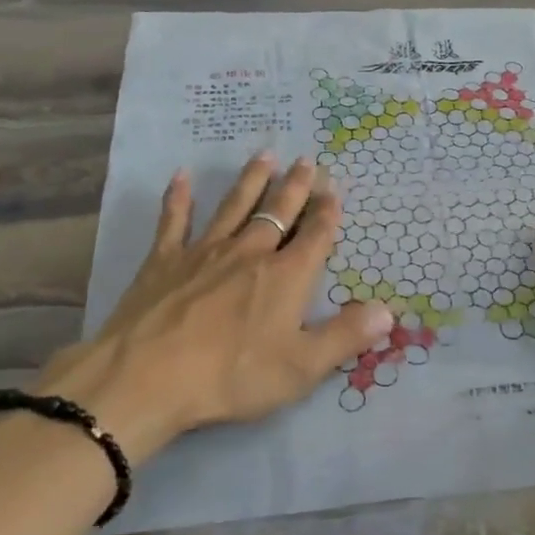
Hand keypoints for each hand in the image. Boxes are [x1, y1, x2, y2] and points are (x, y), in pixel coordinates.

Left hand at [33, 154, 391, 461]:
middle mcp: (250, 252)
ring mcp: (204, 252)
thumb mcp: (301, 367)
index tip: (334, 188)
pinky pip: (174, 221)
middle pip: (278, 211)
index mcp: (286, 276)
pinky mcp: (164, 261)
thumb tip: (388, 310)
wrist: (147, 377)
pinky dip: (178, 199)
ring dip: (251, 181)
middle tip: (306, 161)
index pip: (315, 236)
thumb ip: (345, 336)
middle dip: (296, 186)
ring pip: (234, 206)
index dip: (328, 212)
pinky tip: (180, 177)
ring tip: (265, 157)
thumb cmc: (231, 376)